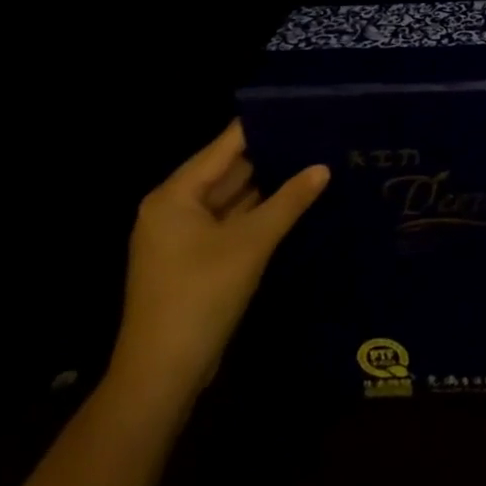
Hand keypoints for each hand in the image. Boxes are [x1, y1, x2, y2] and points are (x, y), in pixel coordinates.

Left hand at [109, 120, 328, 398]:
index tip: (302, 109)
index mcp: (175, 195)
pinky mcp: (194, 260)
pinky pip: (230, 222)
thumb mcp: (251, 243)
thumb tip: (323, 167)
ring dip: (267, 186)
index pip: (225, 146)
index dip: (262, 126)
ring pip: (231, 198)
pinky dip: (258, 213)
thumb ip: (289, 201)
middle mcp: (173, 208)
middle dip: (270, 156)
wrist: (161, 375)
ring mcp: (182, 236)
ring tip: (313, 162)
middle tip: (317, 136)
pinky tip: (293, 202)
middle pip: (228, 170)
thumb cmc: (200, 296)